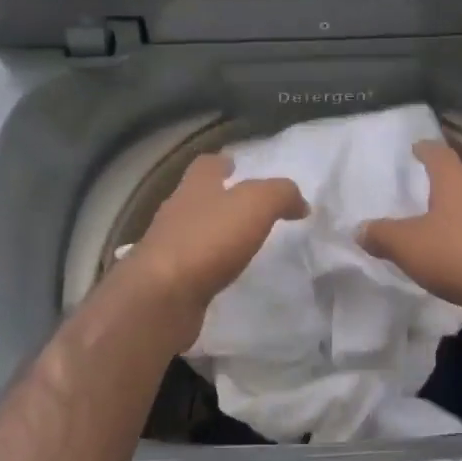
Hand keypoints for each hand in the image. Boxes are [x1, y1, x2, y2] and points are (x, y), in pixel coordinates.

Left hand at [129, 153, 306, 312]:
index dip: (222, 163)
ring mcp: (167, 247)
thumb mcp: (256, 204)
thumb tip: (300, 202)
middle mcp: (176, 212)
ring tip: (241, 242)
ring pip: (193, 231)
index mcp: (195, 187)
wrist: (161, 298)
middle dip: (219, 198)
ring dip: (214, 233)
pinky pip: (192, 265)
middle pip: (197, 197)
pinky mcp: (166, 281)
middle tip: (247, 207)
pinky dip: (208, 265)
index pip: (206, 165)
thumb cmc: (208, 240)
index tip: (237, 166)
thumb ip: (281, 195)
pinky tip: (225, 274)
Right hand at [358, 141, 461, 331]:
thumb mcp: (409, 246)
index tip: (416, 148)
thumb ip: (382, 235)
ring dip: (461, 218)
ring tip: (440, 231)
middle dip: (443, 187)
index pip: (440, 154)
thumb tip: (359, 229)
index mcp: (457, 183)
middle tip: (422, 194)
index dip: (426, 150)